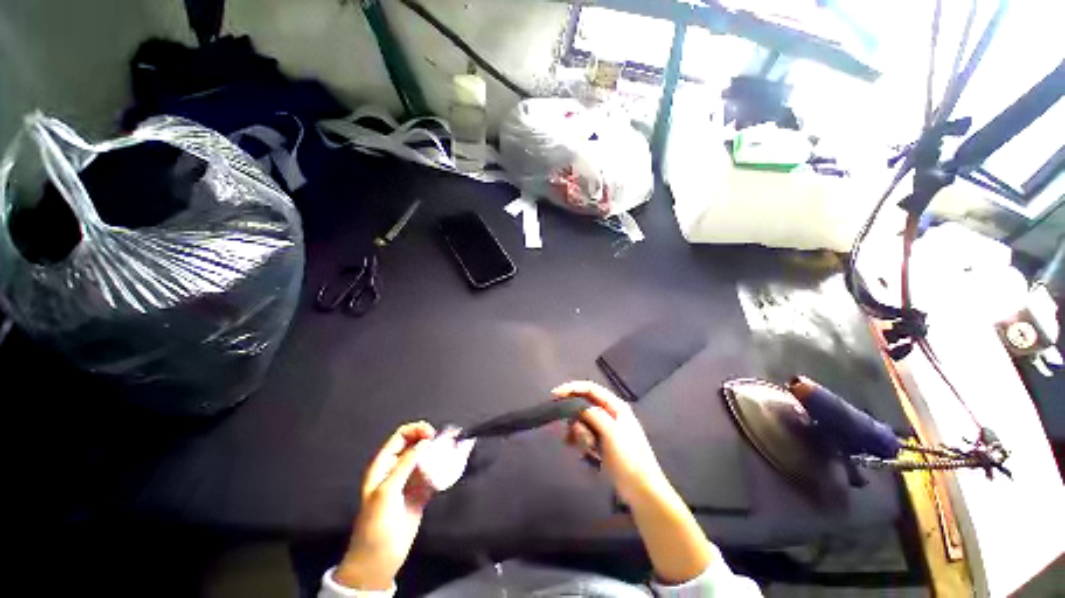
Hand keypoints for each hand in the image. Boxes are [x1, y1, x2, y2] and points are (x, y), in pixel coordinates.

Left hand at [334, 422, 436, 590]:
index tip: (432, 434)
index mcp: (384, 465)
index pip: (401, 436)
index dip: (416, 430)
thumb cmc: (376, 524)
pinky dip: (442, 468)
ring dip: (439, 453)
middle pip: (416, 444)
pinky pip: (433, 473)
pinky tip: (451, 466)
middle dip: (430, 440)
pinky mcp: (421, 492)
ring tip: (452, 451)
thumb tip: (425, 442)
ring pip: (427, 458)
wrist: (379, 560)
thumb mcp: (387, 491)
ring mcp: (410, 480)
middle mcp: (398, 468)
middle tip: (445, 442)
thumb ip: (405, 464)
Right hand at [554, 382, 714, 584]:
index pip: (590, 388)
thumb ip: (593, 415)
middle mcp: (610, 413)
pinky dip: (581, 441)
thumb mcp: (611, 433)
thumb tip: (576, 404)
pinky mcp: (602, 442)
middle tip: (570, 434)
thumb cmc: (629, 458)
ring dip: (578, 433)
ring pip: (582, 421)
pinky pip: (585, 434)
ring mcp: (606, 428)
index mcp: (615, 406)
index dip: (571, 388)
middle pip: (584, 405)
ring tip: (585, 449)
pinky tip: (583, 453)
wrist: (642, 490)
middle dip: (574, 418)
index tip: (554, 395)